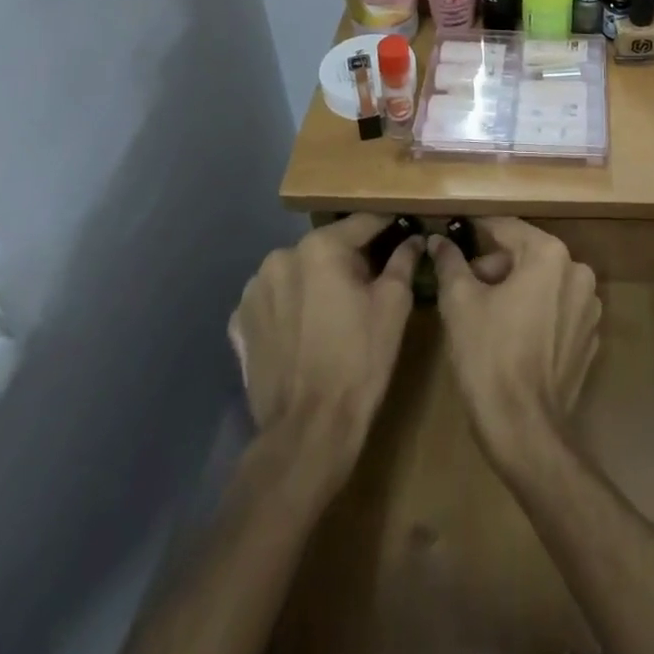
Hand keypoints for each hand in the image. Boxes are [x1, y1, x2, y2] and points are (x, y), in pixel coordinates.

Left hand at [228, 214, 421, 488]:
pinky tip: (306, 330)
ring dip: (317, 281)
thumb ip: (403, 260)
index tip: (405, 231)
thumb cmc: (360, 360)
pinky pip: (274, 300)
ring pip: (299, 272)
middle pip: (328, 247)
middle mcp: (280, 257)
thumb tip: (414, 238)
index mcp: (320, 247)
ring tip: (335, 311)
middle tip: (371, 283)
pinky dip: (291, 306)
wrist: (308, 431)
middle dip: (350, 259)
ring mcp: (253, 290)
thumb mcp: (394, 305)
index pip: (364, 222)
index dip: (389, 226)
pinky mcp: (239, 323)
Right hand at [428, 218, 600, 465]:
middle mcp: (578, 272)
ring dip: (515, 290)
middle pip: (527, 255)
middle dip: (495, 267)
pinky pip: (556, 310)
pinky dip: (534, 313)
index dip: (477, 231)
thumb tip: (438, 240)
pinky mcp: (588, 337)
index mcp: (550, 255)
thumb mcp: (459, 302)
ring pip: (542, 282)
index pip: (507, 229)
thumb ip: (450, 262)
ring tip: (485, 317)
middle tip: (464, 289)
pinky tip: (510, 339)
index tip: (455, 233)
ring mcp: (588, 307)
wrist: (524, 429)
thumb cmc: (489, 356)